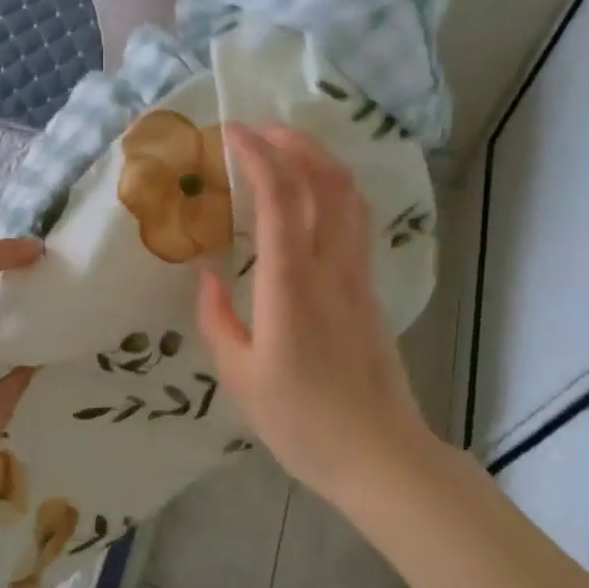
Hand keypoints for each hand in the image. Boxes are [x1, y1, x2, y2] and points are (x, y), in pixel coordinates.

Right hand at [198, 125, 426, 504]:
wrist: (381, 456)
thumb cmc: (302, 423)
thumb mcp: (240, 377)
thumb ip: (217, 320)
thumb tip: (207, 277)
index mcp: (291, 286)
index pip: (281, 198)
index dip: (256, 155)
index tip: (230, 133)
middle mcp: (331, 268)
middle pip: (327, 182)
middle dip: (294, 144)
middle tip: (259, 131)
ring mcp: (358, 277)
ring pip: (350, 198)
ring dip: (320, 162)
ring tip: (286, 152)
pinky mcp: (371, 290)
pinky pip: (355, 222)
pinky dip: (333, 192)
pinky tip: (312, 198)